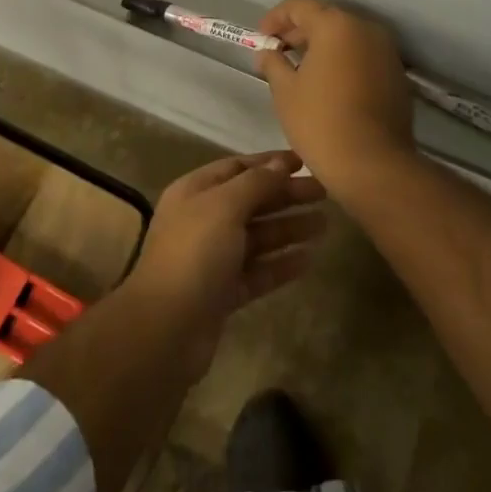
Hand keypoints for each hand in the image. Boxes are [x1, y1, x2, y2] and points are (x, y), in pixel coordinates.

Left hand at [122, 151, 326, 380]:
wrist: (165, 330)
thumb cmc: (194, 254)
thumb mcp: (224, 206)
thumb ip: (255, 182)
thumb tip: (280, 163)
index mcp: (195, 192)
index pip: (237, 167)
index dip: (270, 163)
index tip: (304, 162)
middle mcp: (203, 220)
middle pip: (251, 201)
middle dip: (286, 195)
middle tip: (324, 193)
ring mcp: (213, 258)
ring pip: (258, 237)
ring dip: (289, 228)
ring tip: (324, 224)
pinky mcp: (224, 292)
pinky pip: (258, 271)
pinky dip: (281, 263)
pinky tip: (309, 259)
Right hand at [253, 0, 413, 176]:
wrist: (373, 164)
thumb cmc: (320, 122)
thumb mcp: (285, 91)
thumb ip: (274, 63)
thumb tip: (269, 52)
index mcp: (336, 25)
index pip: (300, 5)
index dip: (276, 17)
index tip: (262, 37)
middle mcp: (365, 28)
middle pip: (326, 16)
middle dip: (299, 30)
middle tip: (278, 51)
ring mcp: (386, 50)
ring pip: (347, 36)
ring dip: (323, 45)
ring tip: (301, 68)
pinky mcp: (396, 73)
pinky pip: (363, 55)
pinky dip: (343, 59)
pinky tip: (328, 83)